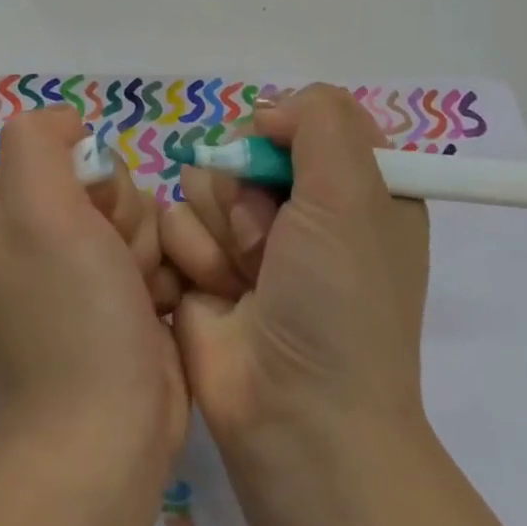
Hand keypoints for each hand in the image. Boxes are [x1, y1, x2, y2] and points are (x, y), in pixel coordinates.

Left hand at [0, 107, 188, 469]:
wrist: (106, 435)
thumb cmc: (71, 315)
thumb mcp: (38, 210)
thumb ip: (37, 142)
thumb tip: (69, 125)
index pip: (57, 148)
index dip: (86, 176)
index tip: (90, 220)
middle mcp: (29, 238)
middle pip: (102, 181)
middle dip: (121, 217)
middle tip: (115, 263)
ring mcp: (72, 273)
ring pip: (135, 215)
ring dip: (146, 250)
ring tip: (136, 296)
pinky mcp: (112, 301)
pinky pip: (151, 255)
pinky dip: (159, 278)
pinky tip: (153, 312)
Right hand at [161, 85, 430, 451]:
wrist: (293, 413)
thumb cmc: (338, 303)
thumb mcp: (354, 195)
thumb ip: (321, 120)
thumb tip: (267, 112)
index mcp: (353, 187)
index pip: (304, 118)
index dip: (285, 133)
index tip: (283, 161)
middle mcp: (299, 207)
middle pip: (240, 145)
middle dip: (246, 192)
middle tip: (270, 243)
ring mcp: (245, 237)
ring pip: (199, 180)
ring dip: (218, 231)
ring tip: (243, 281)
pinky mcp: (198, 263)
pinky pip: (171, 221)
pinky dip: (192, 257)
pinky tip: (213, 295)